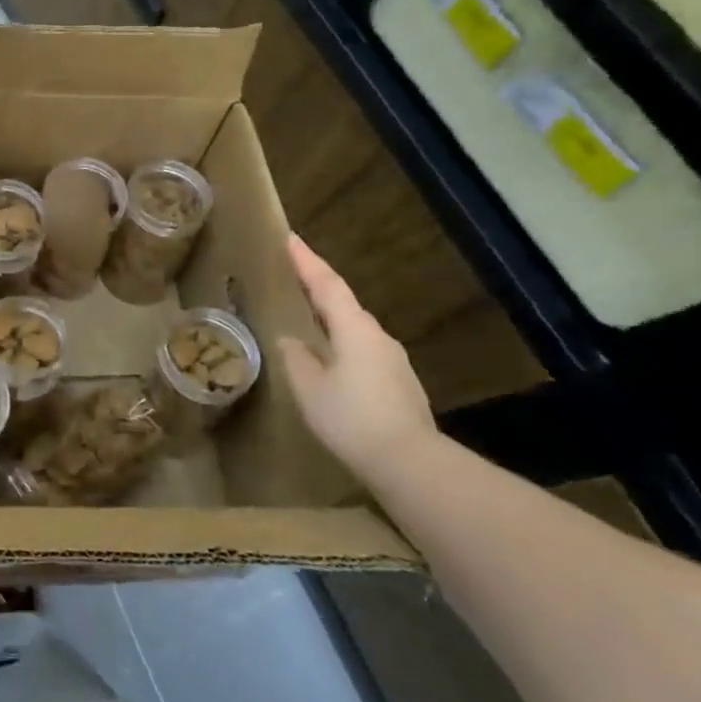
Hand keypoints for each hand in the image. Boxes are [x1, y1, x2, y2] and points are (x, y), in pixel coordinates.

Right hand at [277, 233, 435, 480]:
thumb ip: (295, 358)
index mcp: (354, 329)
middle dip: (317, 285)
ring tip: (306, 315)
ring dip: (330, 315)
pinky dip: (341, 341)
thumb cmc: (352, 419)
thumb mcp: (309, 388)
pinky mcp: (398, 383)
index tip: (290, 237)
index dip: (306, 260)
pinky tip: (329, 357)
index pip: (327, 284)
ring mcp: (392, 360)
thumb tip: (289, 340)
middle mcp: (377, 336)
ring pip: (354, 327)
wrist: (411, 464)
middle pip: (343, 302)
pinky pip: (362, 350)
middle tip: (293, 273)